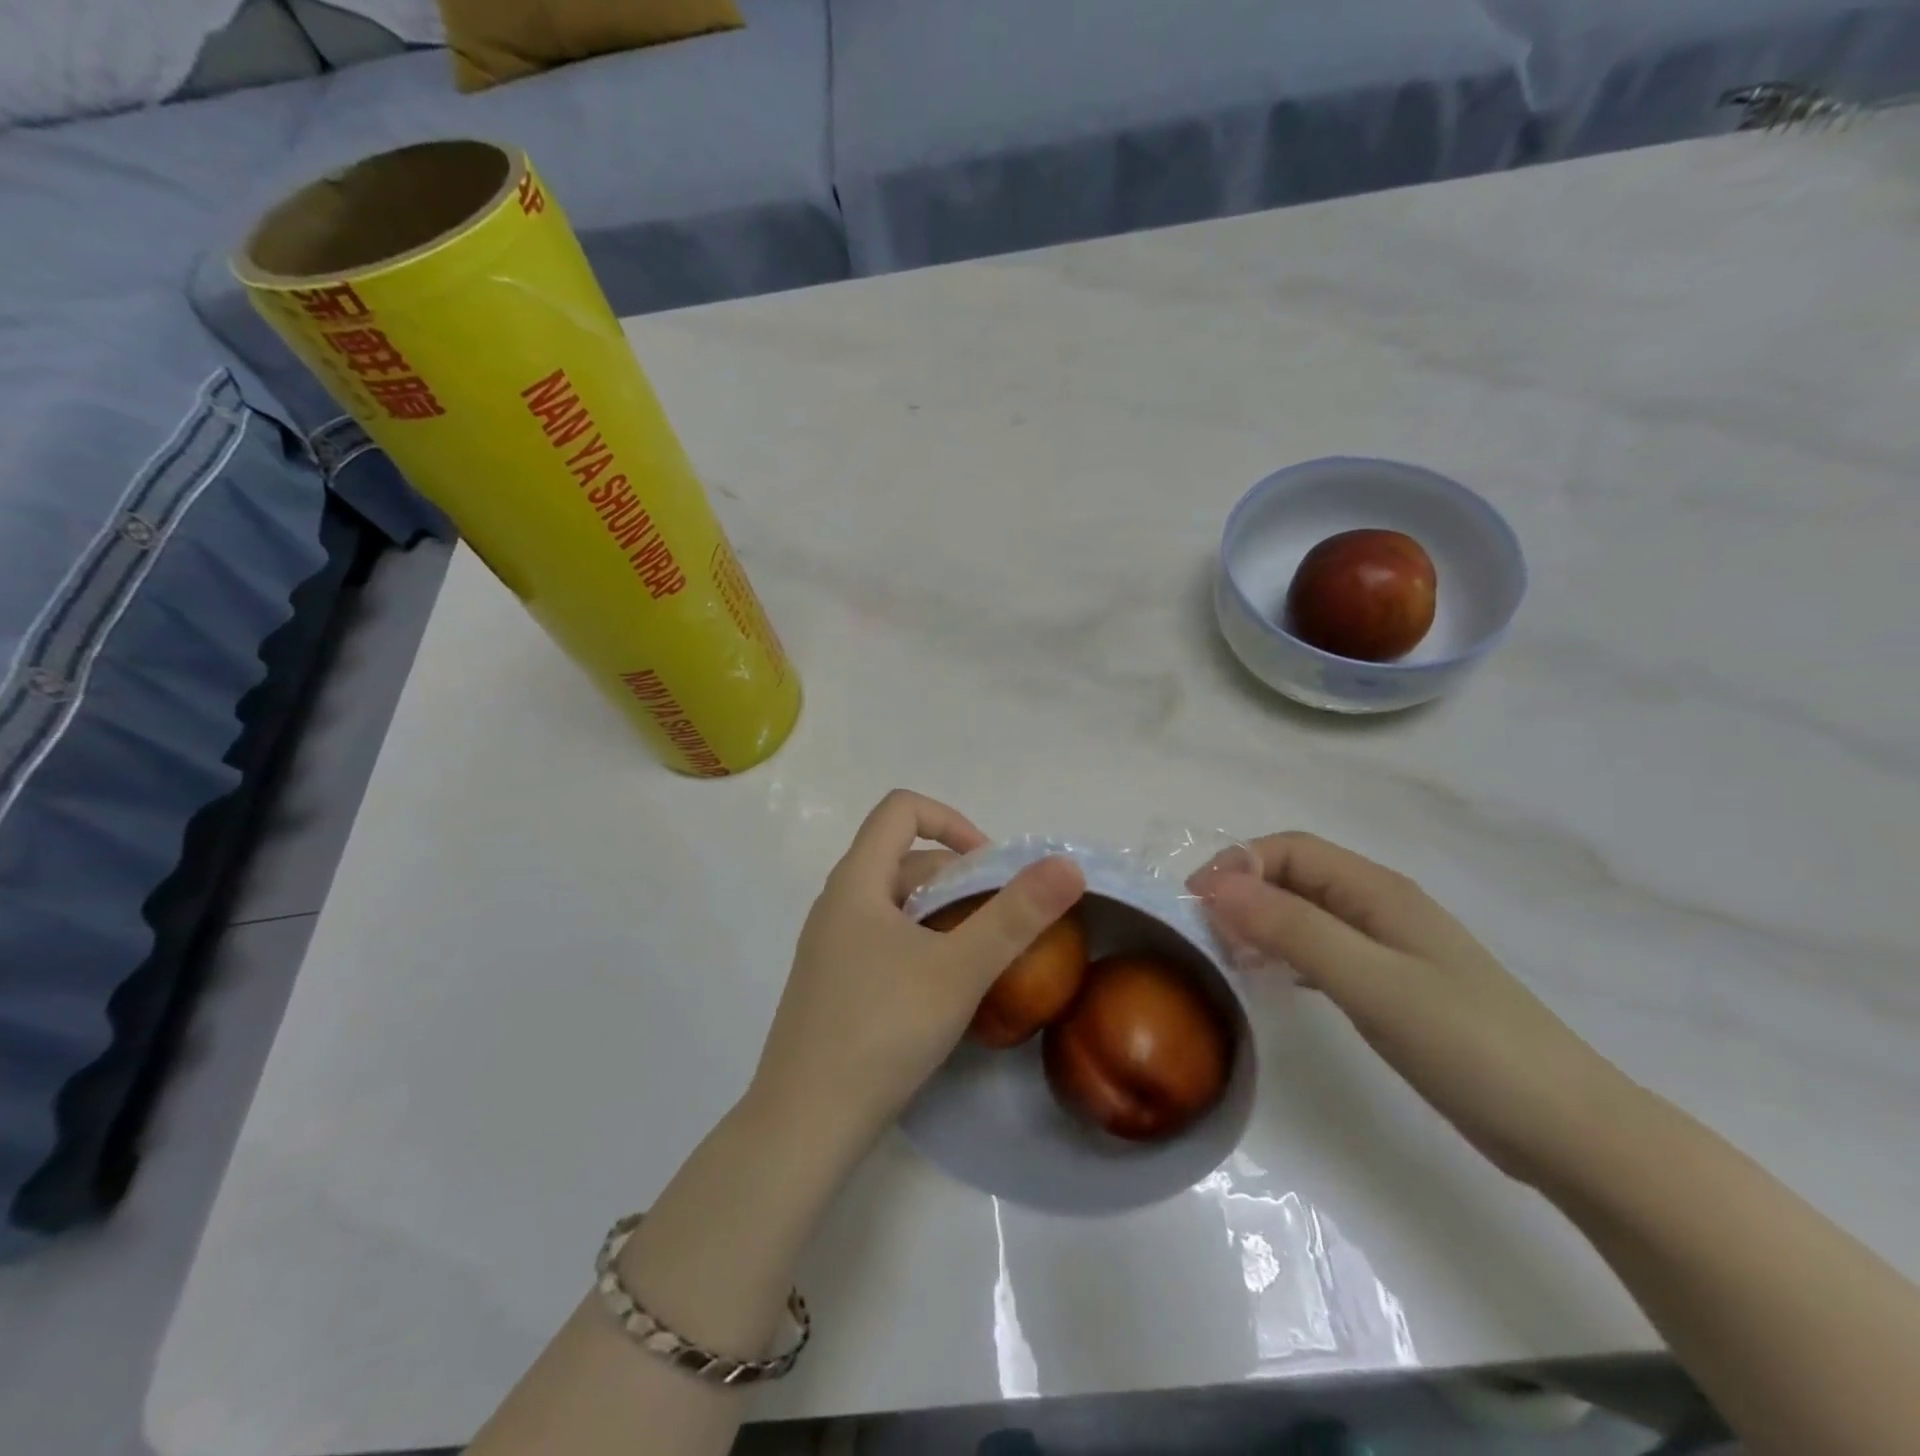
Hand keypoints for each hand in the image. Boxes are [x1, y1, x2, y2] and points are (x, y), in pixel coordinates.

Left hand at [747, 790, 1086, 1152]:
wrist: (804, 1125)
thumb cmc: (880, 1031)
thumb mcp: (958, 969)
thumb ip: (1015, 915)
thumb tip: (1067, 865)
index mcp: (856, 881)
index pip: (901, 809)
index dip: (952, 821)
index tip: (992, 867)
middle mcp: (837, 903)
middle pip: (904, 858)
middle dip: (960, 878)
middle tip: (1003, 922)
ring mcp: (831, 946)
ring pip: (897, 903)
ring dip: (945, 914)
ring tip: (983, 956)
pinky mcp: (834, 984)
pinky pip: (885, 939)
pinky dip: (924, 943)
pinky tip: (946, 990)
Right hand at [1194, 833, 1644, 1190]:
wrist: (1567, 1130)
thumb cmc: (1467, 1045)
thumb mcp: (1371, 982)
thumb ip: (1293, 929)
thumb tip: (1218, 886)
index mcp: (1378, 891)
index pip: (1289, 849)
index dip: (1236, 865)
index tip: (1195, 906)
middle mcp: (1380, 907)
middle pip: (1294, 876)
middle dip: (1243, 892)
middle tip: (1204, 937)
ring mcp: (1389, 947)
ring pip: (1305, 912)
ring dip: (1260, 922)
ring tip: (1228, 958)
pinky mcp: (1393, 986)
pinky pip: (1322, 949)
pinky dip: (1286, 954)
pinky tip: (1272, 980)